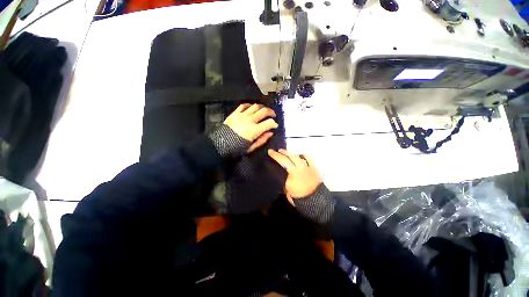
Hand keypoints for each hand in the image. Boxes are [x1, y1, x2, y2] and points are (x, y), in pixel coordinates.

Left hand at [224, 104, 278, 152]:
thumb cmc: (236, 148)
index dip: (274, 124)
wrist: (220, 144)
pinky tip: (252, 107)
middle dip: (271, 112)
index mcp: (254, 130)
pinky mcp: (235, 113)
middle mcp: (250, 120)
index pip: (269, 123)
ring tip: (264, 110)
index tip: (275, 126)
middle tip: (273, 115)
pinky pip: (244, 105)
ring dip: (262, 107)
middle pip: (264, 111)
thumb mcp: (251, 147)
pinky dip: (250, 105)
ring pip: (255, 106)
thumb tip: (270, 133)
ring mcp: (242, 115)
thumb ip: (262, 140)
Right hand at [268, 149, 322, 203]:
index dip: (275, 155)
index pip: (282, 161)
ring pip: (299, 156)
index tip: (270, 151)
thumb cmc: (299, 198)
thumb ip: (284, 180)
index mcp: (292, 172)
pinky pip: (309, 159)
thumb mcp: (287, 190)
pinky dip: (304, 156)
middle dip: (282, 152)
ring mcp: (308, 167)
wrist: (316, 201)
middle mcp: (300, 167)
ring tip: (287, 152)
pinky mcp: (314, 168)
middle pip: (290, 156)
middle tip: (277, 150)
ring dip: (291, 153)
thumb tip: (282, 175)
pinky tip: (300, 156)